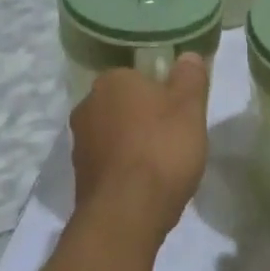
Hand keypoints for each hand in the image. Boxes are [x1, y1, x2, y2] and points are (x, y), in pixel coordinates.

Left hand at [69, 55, 210, 241]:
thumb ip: (190, 77)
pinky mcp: (80, 176)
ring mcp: (79, 142)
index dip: (162, 93)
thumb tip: (187, 56)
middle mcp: (88, 105)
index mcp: (111, 81)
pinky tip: (145, 185)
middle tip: (174, 138)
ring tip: (162, 165)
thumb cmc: (161, 149)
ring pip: (115, 134)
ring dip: (134, 144)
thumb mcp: (189, 107)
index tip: (181, 113)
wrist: (125, 214)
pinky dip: (125, 169)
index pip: (139, 77)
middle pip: (125, 105)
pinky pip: (109, 162)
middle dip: (145, 118)